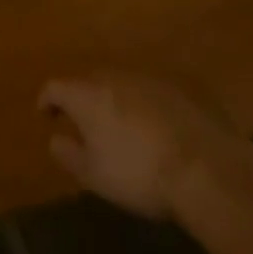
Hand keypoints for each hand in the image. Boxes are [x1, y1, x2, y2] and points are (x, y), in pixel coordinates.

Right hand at [38, 71, 245, 219]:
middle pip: (89, 81)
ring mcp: (148, 79)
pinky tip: (156, 129)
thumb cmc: (139, 174)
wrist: (206, 168)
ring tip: (122, 125)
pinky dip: (146, 106)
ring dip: (116, 100)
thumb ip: (68, 154)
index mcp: (86, 94)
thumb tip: (55, 139)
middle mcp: (113, 77)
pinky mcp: (179, 89)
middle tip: (86, 122)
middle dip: (84, 98)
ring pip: (122, 84)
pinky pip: (152, 93)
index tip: (46, 115)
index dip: (48, 100)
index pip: (55, 87)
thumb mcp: (95, 176)